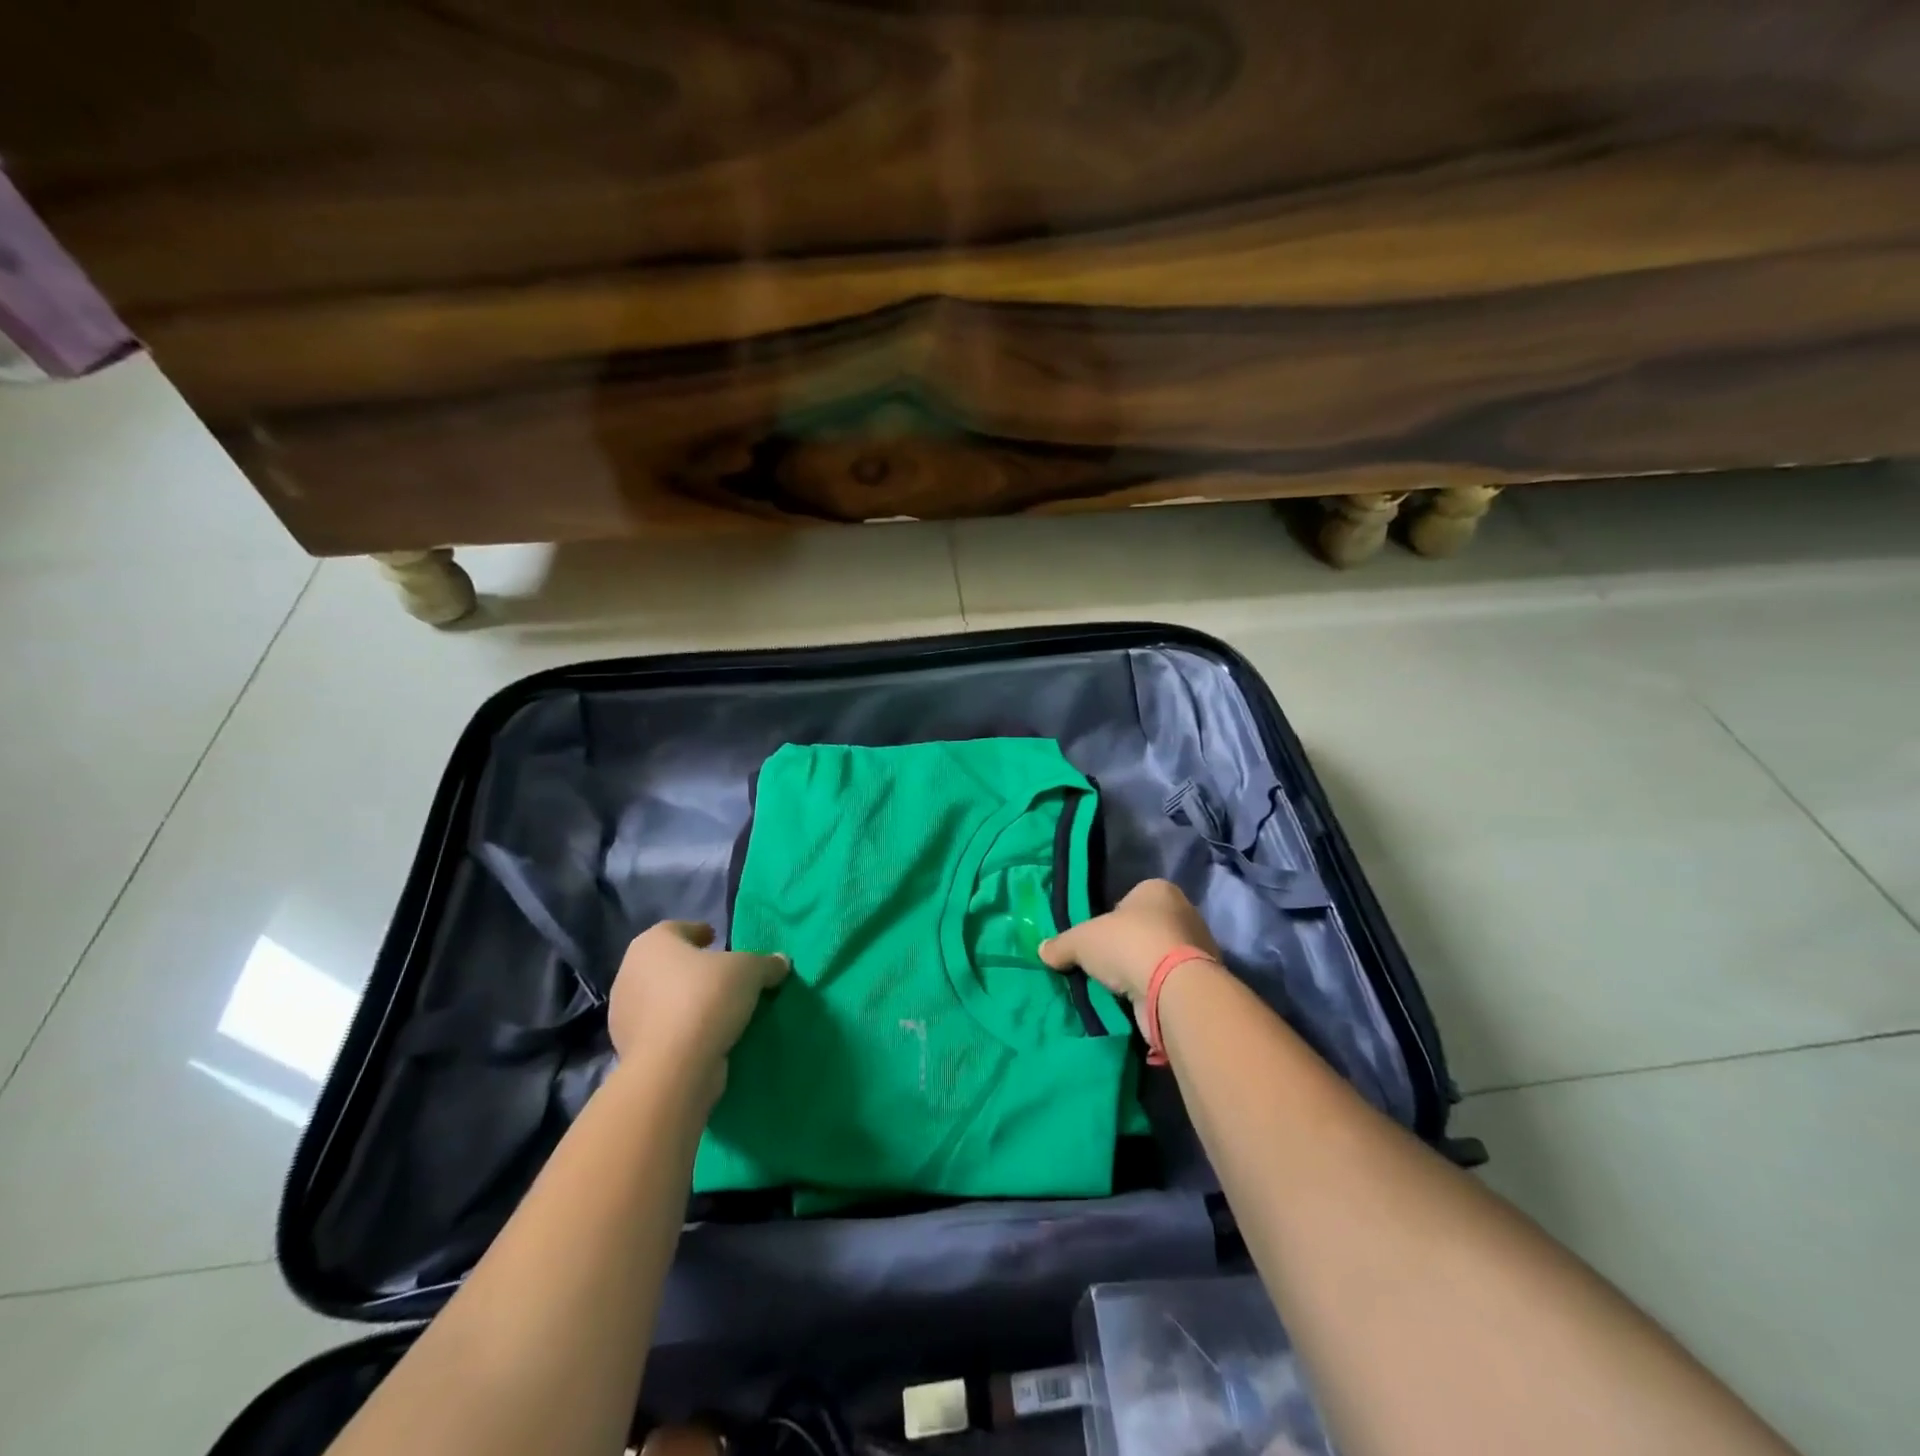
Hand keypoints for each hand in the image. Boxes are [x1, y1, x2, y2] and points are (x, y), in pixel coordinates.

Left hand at [608, 922, 788, 1095]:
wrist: (674, 1067)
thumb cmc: (707, 998)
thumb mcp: (750, 971)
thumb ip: (766, 963)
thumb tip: (781, 962)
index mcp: (652, 944)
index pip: (676, 929)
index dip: (698, 932)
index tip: (716, 939)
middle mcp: (630, 974)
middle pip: (666, 964)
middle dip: (691, 968)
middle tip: (721, 974)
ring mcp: (624, 1015)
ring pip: (662, 999)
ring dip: (685, 1001)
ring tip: (719, 1009)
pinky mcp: (629, 1050)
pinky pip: (662, 1030)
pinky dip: (681, 1029)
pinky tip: (707, 1035)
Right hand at [1039, 878, 1220, 1001]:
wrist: (1173, 989)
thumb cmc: (1127, 944)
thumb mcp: (1081, 940)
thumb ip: (1061, 944)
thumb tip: (1043, 951)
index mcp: (1158, 890)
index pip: (1128, 900)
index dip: (1110, 919)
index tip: (1097, 941)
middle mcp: (1183, 912)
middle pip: (1145, 928)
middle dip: (1126, 947)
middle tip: (1104, 966)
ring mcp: (1197, 947)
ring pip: (1159, 956)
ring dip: (1142, 971)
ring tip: (1118, 990)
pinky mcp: (1201, 980)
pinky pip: (1170, 982)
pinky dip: (1155, 991)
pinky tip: (1138, 1003)